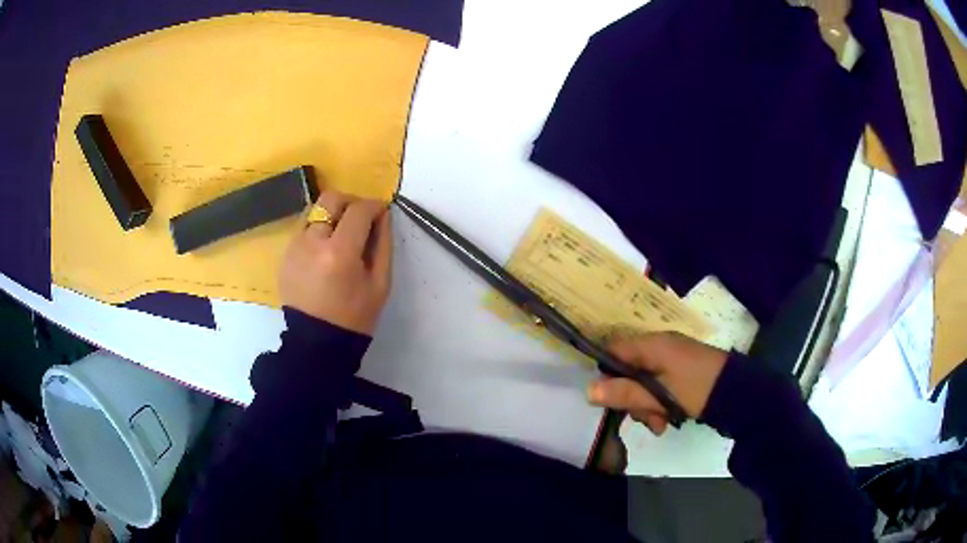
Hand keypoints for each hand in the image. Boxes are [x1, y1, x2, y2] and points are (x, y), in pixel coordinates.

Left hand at [280, 191, 392, 334]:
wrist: (317, 343)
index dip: (374, 206)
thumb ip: (383, 244)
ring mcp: (294, 247)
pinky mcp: (285, 254)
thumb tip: (382, 215)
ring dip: (332, 214)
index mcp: (339, 253)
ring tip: (342, 234)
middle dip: (351, 202)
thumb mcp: (380, 284)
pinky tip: (326, 250)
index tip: (382, 212)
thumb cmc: (355, 318)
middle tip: (361, 218)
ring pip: (315, 210)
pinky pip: (303, 228)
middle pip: (331, 199)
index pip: (358, 210)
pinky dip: (318, 229)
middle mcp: (312, 242)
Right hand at [587, 332, 727, 434]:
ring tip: (660, 425)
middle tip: (643, 418)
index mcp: (653, 345)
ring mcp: (671, 359)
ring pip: (643, 382)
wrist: (738, 392)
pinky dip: (659, 404)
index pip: (614, 349)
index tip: (607, 398)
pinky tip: (666, 421)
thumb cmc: (697, 389)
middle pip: (628, 370)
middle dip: (631, 398)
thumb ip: (625, 392)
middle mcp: (660, 347)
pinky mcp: (681, 372)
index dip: (605, 372)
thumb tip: (589, 391)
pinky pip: (659, 386)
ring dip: (646, 406)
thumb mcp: (659, 394)